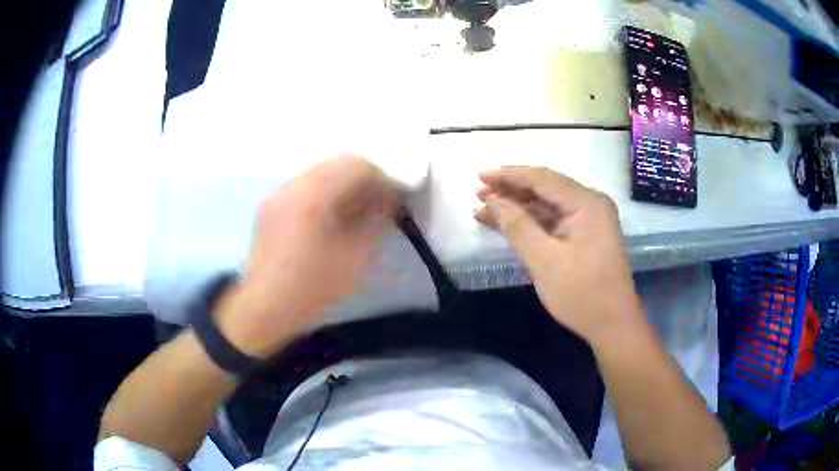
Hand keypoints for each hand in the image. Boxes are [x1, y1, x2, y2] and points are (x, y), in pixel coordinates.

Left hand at [216, 155, 397, 357]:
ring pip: (320, 172)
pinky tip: (332, 218)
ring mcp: (278, 193)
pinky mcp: (272, 205)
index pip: (355, 165)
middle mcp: (291, 185)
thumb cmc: (311, 288)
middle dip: (363, 179)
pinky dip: (326, 193)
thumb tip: (386, 198)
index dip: (381, 178)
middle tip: (378, 204)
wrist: (264, 309)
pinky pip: (306, 185)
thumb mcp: (354, 258)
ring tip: (356, 212)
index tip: (393, 200)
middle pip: (336, 163)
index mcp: (311, 196)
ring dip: (344, 185)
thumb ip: (374, 220)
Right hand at [474, 167, 644, 345]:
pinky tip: (505, 224)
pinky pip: (552, 222)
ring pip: (546, 206)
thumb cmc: (582, 295)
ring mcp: (588, 221)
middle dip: (510, 191)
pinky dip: (529, 223)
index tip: (479, 175)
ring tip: (483, 208)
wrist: (612, 326)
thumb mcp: (545, 261)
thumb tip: (492, 199)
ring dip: (516, 207)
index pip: (543, 178)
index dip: (509, 175)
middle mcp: (590, 204)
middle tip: (477, 192)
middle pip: (544, 189)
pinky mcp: (584, 237)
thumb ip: (518, 226)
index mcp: (587, 203)